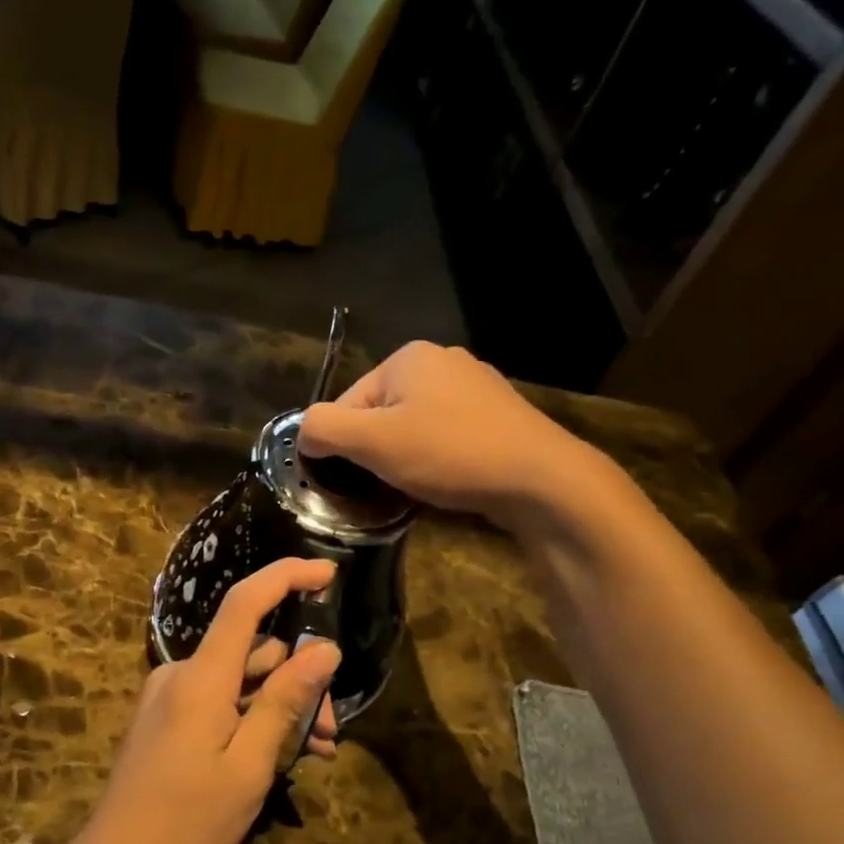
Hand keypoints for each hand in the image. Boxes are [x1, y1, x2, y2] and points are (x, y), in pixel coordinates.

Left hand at [84, 558, 342, 843]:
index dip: (286, 577)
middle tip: (330, 730)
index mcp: (201, 678)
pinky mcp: (166, 717)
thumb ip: (285, 701)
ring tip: (315, 750)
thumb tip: (324, 650)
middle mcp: (181, 674)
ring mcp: (170, 696)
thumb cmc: (189, 820)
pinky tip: (278, 752)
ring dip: (279, 706)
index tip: (328, 573)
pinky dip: (251, 718)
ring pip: (239, 682)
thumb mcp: (250, 765)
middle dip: (298, 681)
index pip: (245, 603)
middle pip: (252, 653)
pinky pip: (219, 701)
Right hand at [298, 342, 618, 530]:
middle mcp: (442, 360)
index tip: (350, 480)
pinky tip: (446, 480)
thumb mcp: (372, 441)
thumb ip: (324, 429)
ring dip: (404, 457)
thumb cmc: (449, 453)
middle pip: (380, 413)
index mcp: (408, 357)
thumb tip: (304, 433)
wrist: (540, 478)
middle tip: (384, 486)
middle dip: (375, 452)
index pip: (347, 401)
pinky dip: (436, 458)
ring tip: (415, 487)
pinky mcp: (497, 415)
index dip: (340, 445)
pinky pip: (446, 435)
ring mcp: (475, 386)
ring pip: (414, 426)